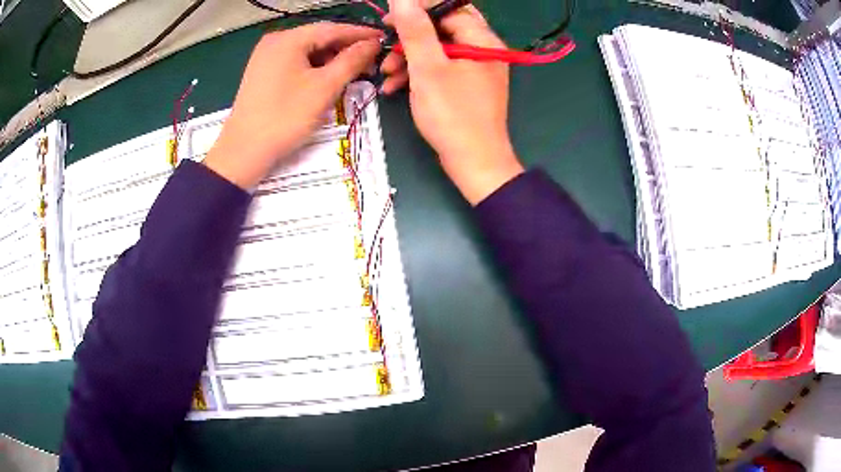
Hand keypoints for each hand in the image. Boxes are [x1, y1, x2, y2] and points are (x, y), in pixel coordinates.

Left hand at [205, 23, 381, 189]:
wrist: (243, 152)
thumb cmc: (285, 117)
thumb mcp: (324, 87)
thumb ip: (352, 61)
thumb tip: (373, 44)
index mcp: (288, 39)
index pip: (332, 29)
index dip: (360, 34)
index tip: (383, 40)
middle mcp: (275, 42)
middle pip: (318, 38)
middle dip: (345, 49)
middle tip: (371, 62)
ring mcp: (265, 57)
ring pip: (307, 51)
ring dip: (331, 60)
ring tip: (352, 73)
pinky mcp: (262, 73)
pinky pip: (295, 62)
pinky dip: (314, 68)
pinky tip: (327, 79)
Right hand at [382, 0, 523, 204]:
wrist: (473, 162)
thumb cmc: (452, 114)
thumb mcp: (428, 68)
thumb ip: (415, 30)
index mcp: (482, 40)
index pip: (449, 8)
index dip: (417, 9)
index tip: (388, 20)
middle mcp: (483, 49)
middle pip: (442, 27)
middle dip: (410, 36)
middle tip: (386, 40)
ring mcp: (475, 68)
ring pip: (438, 48)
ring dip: (409, 57)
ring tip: (386, 73)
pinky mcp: (467, 84)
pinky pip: (441, 68)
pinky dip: (418, 73)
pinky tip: (395, 86)